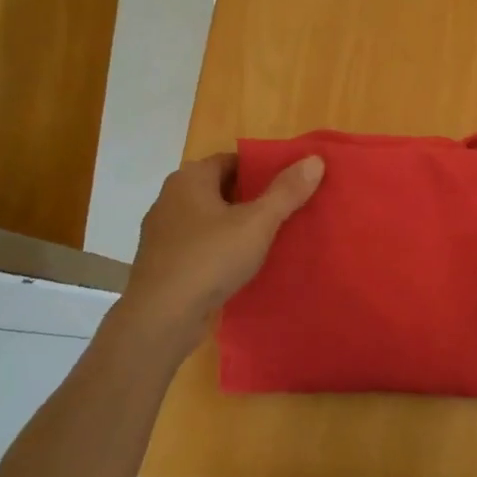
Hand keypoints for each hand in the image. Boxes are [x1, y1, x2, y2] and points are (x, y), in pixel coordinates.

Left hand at [116, 152, 324, 363]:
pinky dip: (220, 248)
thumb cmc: (209, 258)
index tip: (290, 183)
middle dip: (252, 198)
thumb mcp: (257, 223)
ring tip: (270, 237)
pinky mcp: (163, 262)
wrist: (161, 318)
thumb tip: (315, 159)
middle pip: (221, 188)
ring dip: (236, 225)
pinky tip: (242, 264)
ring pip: (210, 219)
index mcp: (190, 179)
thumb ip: (286, 191)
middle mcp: (171, 198)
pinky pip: (200, 245)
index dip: (262, 169)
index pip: (232, 160)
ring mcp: (163, 232)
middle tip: (287, 210)